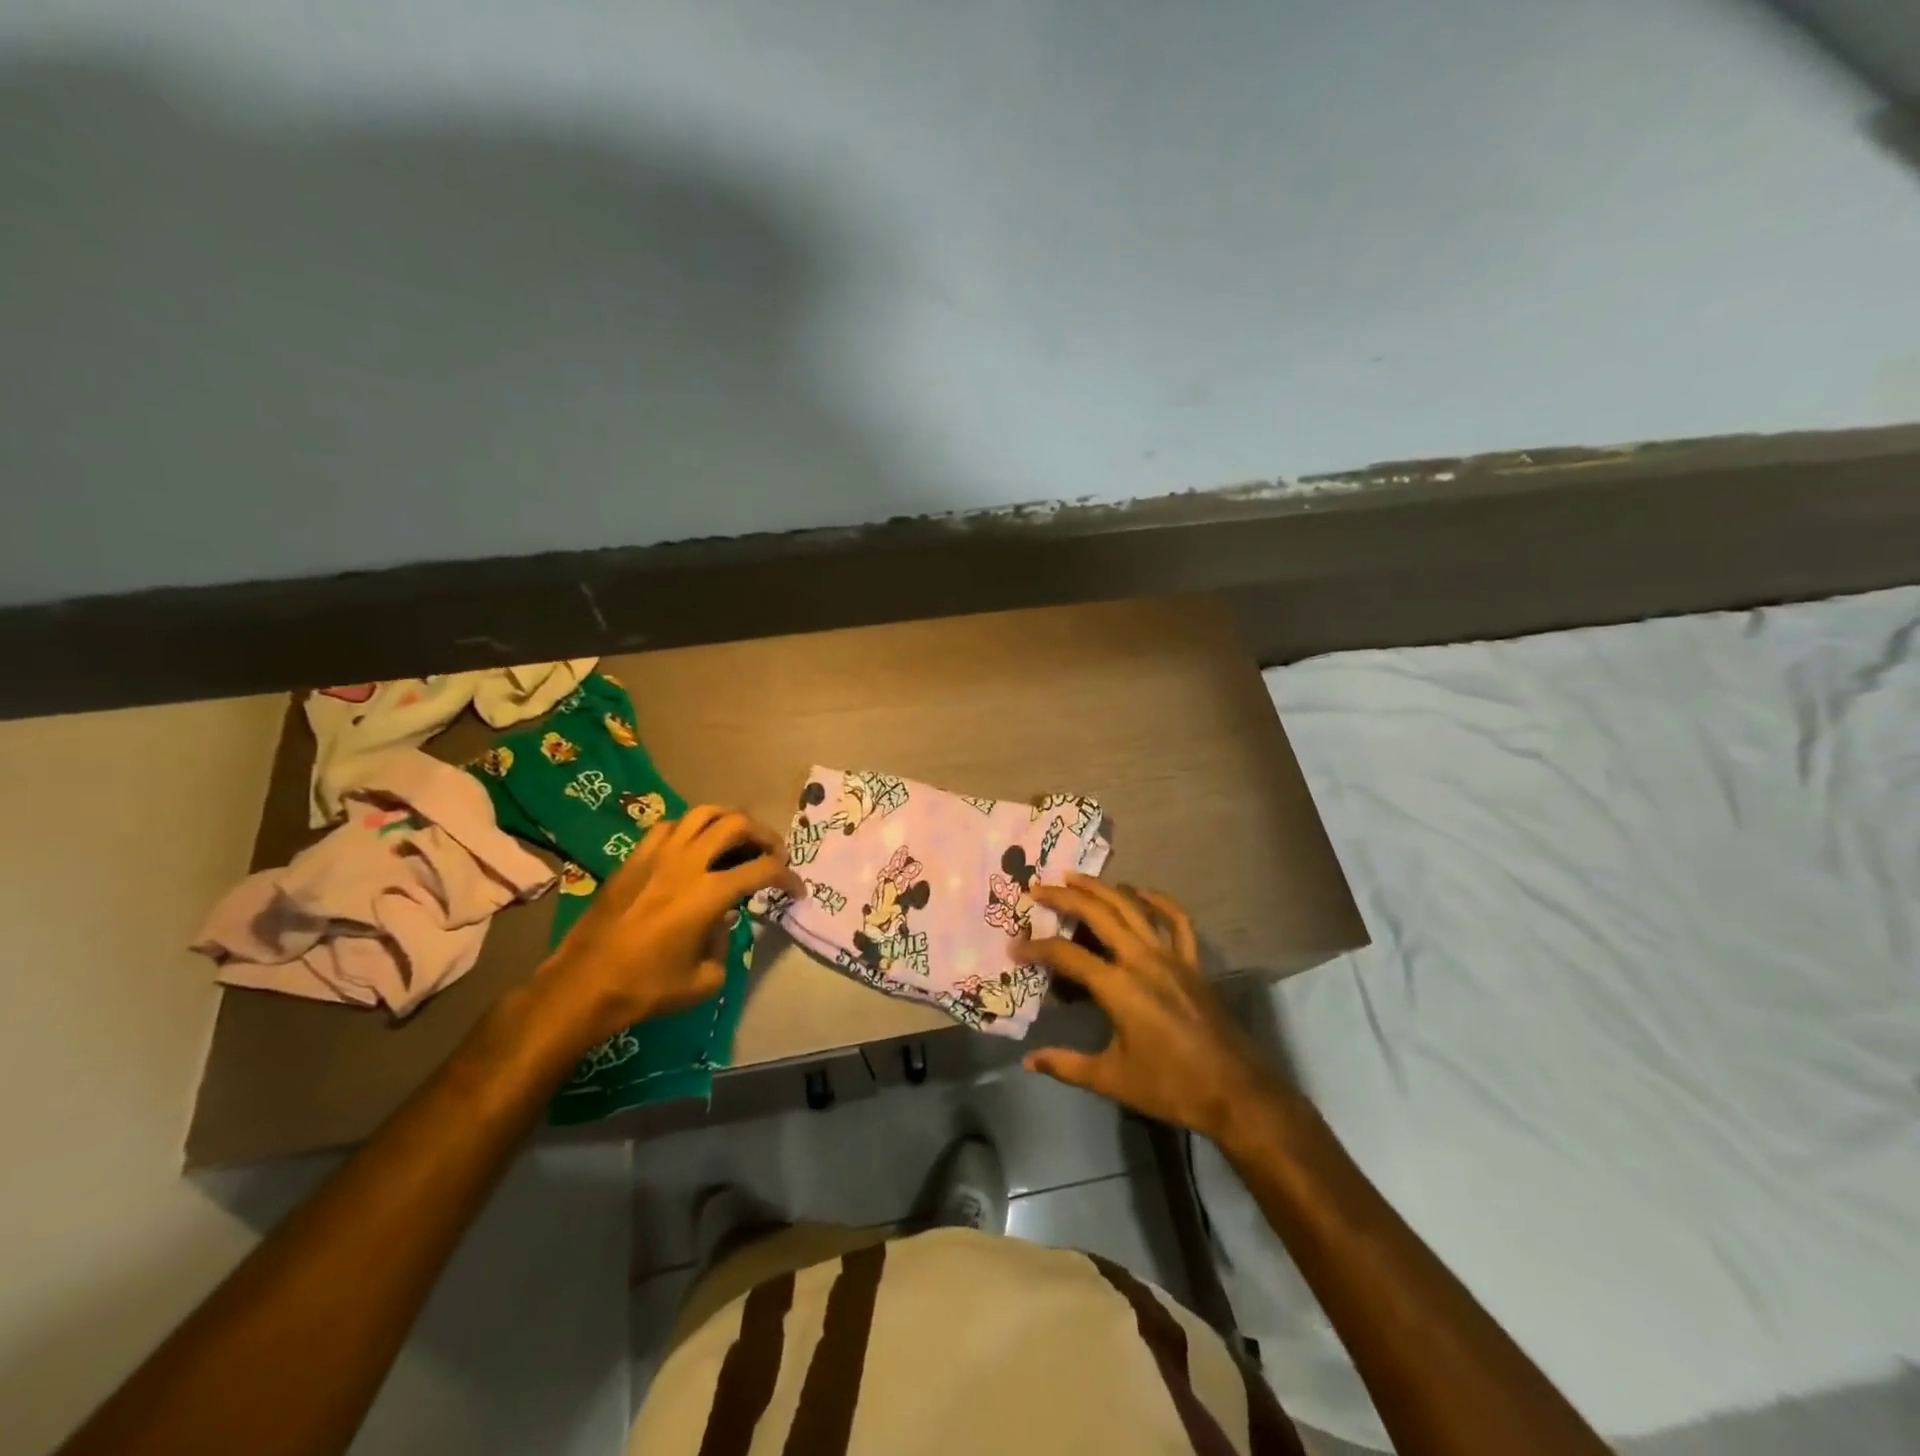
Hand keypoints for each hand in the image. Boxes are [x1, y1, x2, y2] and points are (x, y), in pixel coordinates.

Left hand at [537, 806, 801, 1047]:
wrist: (583, 985)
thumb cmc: (646, 988)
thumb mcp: (704, 980)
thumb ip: (725, 945)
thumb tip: (722, 923)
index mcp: (708, 893)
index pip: (763, 869)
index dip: (788, 877)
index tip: (796, 890)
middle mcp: (686, 863)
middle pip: (736, 824)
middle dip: (764, 835)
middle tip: (773, 853)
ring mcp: (657, 855)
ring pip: (702, 813)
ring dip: (729, 821)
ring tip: (738, 838)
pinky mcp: (634, 858)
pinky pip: (669, 826)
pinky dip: (691, 829)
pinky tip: (694, 847)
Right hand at [1017, 875, 1294, 1143]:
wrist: (1235, 1093)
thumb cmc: (1170, 1087)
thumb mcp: (1111, 1079)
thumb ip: (1066, 1066)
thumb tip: (1028, 1061)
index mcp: (1118, 987)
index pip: (1067, 956)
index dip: (1037, 949)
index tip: (1015, 947)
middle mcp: (1142, 960)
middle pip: (1098, 914)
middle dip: (1065, 897)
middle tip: (1038, 888)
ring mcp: (1170, 957)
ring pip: (1132, 908)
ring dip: (1102, 888)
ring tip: (1076, 876)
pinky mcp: (1192, 962)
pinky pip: (1177, 921)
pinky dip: (1158, 900)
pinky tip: (1139, 891)